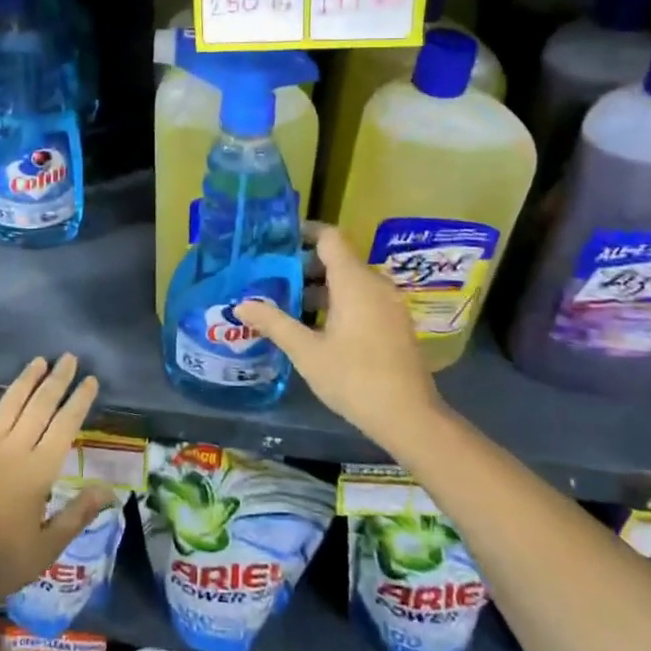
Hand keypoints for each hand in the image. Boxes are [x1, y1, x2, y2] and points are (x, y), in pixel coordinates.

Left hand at [0, 354, 109, 605]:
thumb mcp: (45, 548)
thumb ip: (77, 515)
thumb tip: (109, 490)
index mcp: (38, 470)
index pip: (65, 426)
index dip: (79, 401)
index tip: (91, 380)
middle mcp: (13, 448)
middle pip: (40, 406)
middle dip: (57, 380)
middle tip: (69, 357)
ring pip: (8, 404)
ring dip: (25, 380)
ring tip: (38, 361)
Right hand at [236, 224, 444, 454]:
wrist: (410, 418)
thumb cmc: (354, 378)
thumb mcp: (306, 352)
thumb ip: (274, 323)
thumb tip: (241, 305)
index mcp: (354, 281)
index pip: (329, 237)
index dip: (304, 232)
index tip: (276, 239)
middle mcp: (375, 284)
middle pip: (338, 258)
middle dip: (304, 264)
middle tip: (272, 276)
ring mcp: (389, 303)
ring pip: (350, 280)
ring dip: (320, 285)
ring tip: (288, 302)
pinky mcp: (395, 322)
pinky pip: (363, 297)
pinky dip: (339, 300)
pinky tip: (317, 324)